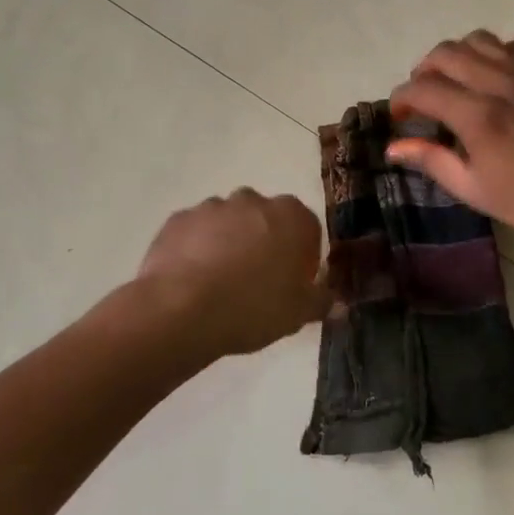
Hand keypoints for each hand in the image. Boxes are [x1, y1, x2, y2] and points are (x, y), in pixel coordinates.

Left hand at [137, 190, 330, 355]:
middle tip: (257, 283)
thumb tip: (335, 300)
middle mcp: (253, 200)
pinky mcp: (178, 219)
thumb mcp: (299, 314)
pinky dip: (197, 249)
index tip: (293, 283)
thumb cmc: (253, 307)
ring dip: (229, 243)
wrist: (182, 309)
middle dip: (264, 243)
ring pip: (228, 223)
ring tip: (220, 284)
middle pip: (266, 220)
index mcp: (291, 216)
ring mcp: (212, 206)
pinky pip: (196, 232)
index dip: (302, 256)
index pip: (307, 228)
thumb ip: (321, 301)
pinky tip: (192, 280)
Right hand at [387, 31, 513, 244]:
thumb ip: (432, 161)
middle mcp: (498, 82)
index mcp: (477, 115)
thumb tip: (394, 147)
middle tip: (423, 98)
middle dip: (423, 72)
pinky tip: (492, 76)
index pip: (422, 88)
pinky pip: (512, 44)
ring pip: (477, 40)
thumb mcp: (476, 190)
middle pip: (444, 53)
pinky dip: (492, 53)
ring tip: (454, 81)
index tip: (399, 116)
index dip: (401, 98)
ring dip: (455, 56)